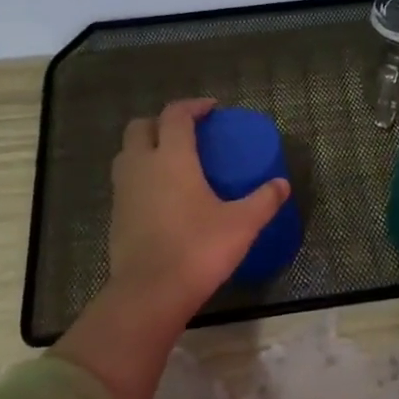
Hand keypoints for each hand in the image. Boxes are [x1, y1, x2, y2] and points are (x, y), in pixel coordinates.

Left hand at [105, 98, 291, 324]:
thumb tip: (282, 184)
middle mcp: (141, 166)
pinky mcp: (116, 216)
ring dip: (146, 147)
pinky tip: (162, 196)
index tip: (211, 110)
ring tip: (172, 161)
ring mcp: (123, 191)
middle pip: (140, 127)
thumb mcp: (242, 225)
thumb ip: (263, 200)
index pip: (176, 115)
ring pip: (127, 154)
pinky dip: (141, 177)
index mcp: (172, 158)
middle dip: (162, 122)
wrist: (150, 292)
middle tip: (187, 133)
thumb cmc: (198, 249)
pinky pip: (126, 182)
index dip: (193, 106)